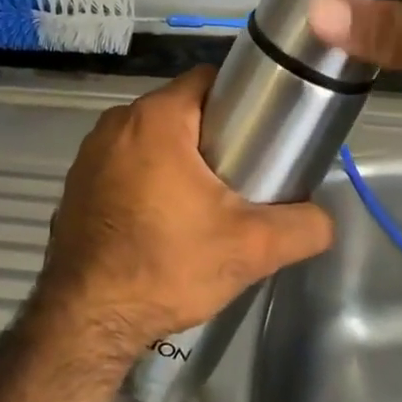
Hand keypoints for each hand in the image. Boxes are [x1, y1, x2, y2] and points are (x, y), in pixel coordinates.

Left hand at [36, 67, 335, 350]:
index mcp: (157, 118)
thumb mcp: (250, 248)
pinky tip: (162, 218)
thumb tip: (325, 219)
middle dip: (212, 134)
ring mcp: (90, 153)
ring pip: (151, 137)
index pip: (208, 81)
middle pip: (180, 109)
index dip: (240, 100)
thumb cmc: (167, 266)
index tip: (260, 133)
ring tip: (205, 199)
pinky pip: (123, 162)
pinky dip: (145, 177)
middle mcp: (117, 123)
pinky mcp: (77, 183)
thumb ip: (303, 227)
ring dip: (177, 156)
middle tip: (241, 174)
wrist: (87, 321)